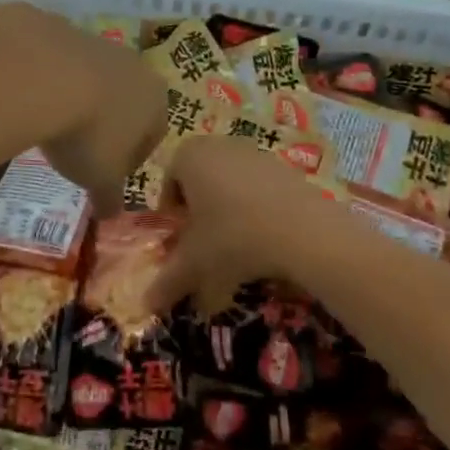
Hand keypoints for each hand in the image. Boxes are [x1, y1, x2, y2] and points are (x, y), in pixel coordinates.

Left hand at [1, 5, 170, 216]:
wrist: (42, 73)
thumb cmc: (87, 134)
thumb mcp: (100, 178)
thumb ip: (110, 197)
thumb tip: (111, 215)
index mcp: (155, 99)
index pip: (154, 133)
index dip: (133, 158)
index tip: (109, 175)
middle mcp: (134, 65)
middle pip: (126, 100)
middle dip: (107, 124)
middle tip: (79, 150)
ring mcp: (96, 41)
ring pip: (93, 77)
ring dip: (78, 98)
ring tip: (51, 123)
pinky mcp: (59, 28)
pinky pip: (58, 61)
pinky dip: (48, 79)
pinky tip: (29, 98)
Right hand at [147, 135, 328, 313]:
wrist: (304, 230)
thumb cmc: (234, 236)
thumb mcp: (195, 264)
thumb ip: (167, 282)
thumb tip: (146, 305)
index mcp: (189, 156)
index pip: (168, 182)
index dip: (172, 214)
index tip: (181, 241)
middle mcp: (219, 144)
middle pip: (199, 179)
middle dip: (198, 211)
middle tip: (205, 244)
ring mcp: (254, 151)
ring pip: (229, 182)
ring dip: (227, 210)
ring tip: (236, 245)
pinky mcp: (284, 165)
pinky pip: (258, 186)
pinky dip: (255, 208)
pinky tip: (265, 237)